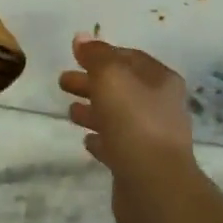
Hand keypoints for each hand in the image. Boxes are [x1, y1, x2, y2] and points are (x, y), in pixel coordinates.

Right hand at [58, 33, 196, 222]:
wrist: (154, 186)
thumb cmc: (134, 121)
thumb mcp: (111, 77)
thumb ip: (96, 56)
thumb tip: (82, 37)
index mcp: (160, 80)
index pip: (129, 58)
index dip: (103, 54)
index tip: (76, 55)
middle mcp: (161, 106)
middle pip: (121, 87)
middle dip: (92, 82)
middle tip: (62, 81)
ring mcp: (152, 137)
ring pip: (118, 116)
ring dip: (94, 110)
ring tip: (69, 111)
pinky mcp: (140, 164)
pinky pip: (117, 144)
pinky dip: (101, 138)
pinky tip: (86, 140)